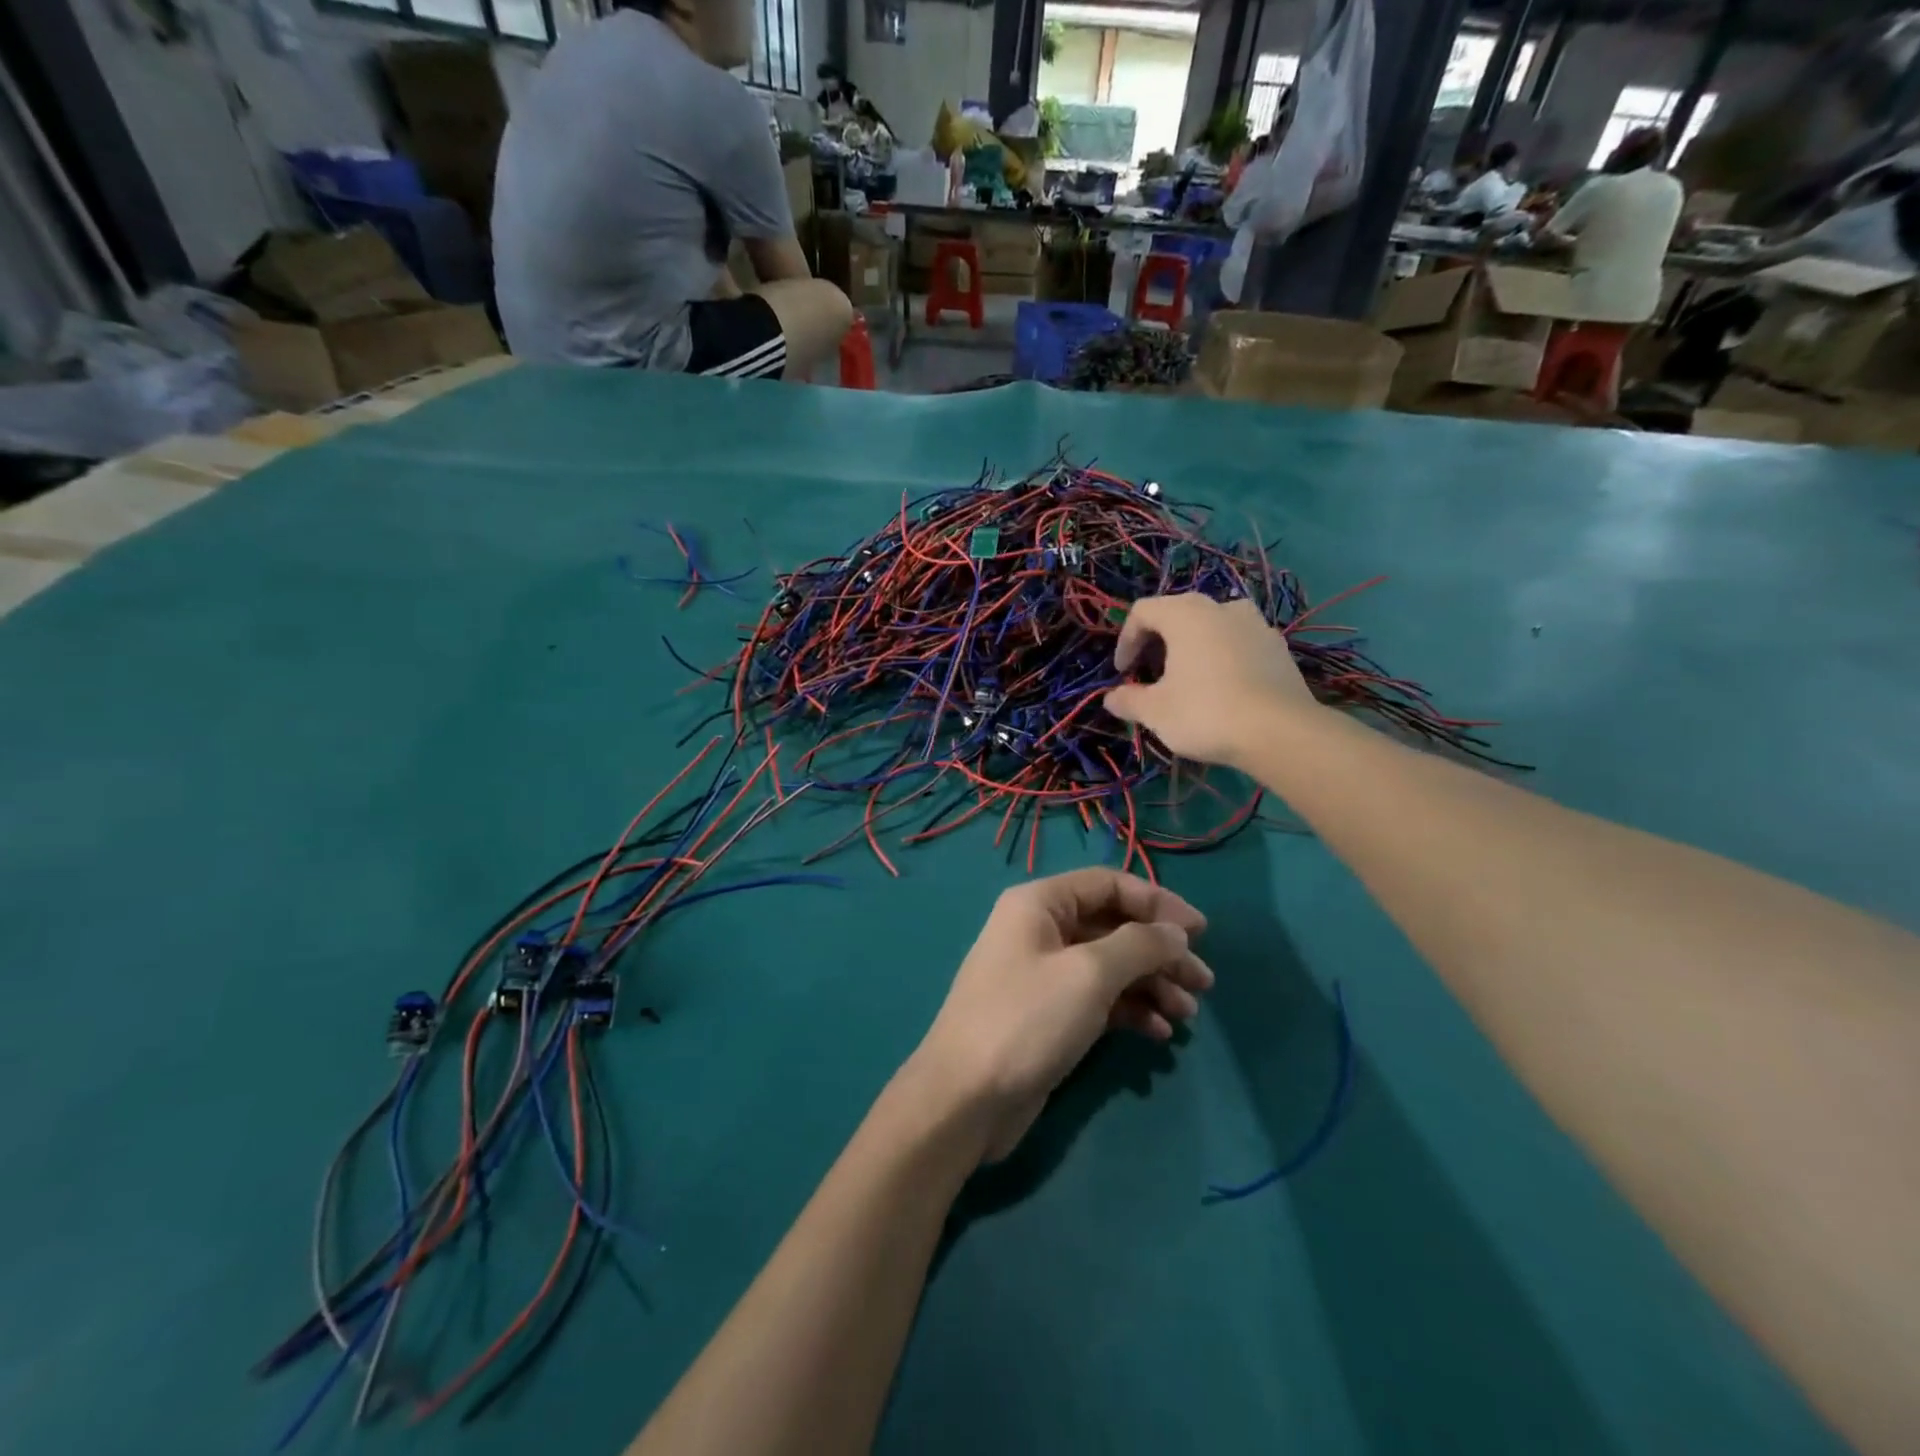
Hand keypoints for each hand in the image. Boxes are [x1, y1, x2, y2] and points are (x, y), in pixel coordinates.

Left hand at [904, 869, 1212, 1162]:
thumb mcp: (1089, 974)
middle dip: (1160, 951)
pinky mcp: (1048, 1015)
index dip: (1157, 903)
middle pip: (1112, 926)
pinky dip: (1130, 1010)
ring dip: (1151, 984)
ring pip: (1109, 966)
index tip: (1200, 932)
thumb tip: (1175, 931)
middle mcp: (1040, 930)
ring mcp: (1043, 974)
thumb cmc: (1027, 1019)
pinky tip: (1159, 1034)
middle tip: (1203, 982)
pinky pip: (1098, 999)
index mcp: (1039, 903)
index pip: (1108, 884)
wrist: (966, 1098)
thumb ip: (1139, 945)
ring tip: (1187, 1014)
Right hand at [1103, 594, 1314, 766]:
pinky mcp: (1278, 648)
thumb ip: (1128, 700)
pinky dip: (1221, 658)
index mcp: (1186, 613)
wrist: (1280, 732)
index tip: (1123, 673)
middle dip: (1158, 643)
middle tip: (1150, 675)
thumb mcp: (1155, 711)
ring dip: (1192, 647)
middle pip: (1178, 614)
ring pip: (1212, 627)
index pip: (1143, 612)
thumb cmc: (1205, 712)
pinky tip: (1221, 689)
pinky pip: (1238, 643)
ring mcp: (1256, 624)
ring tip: (1187, 679)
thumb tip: (1111, 699)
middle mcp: (1221, 607)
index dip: (1125, 641)